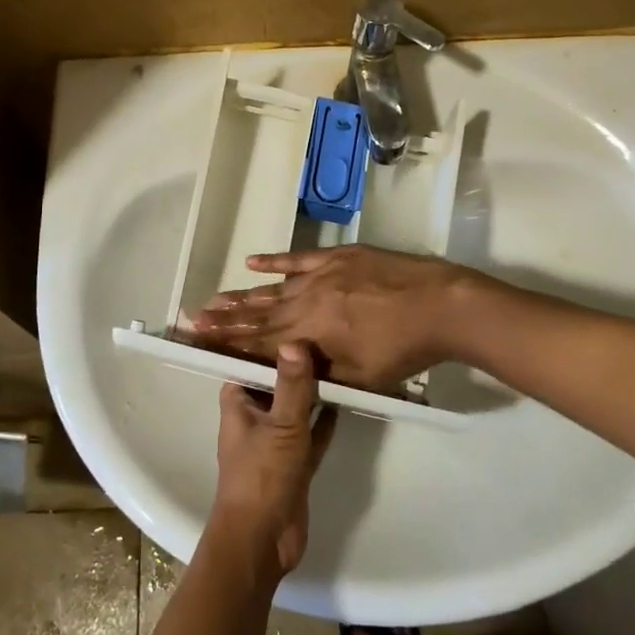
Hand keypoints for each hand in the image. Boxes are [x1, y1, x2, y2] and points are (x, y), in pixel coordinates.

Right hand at [191, 245, 478, 389]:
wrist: (440, 304)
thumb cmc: (403, 349)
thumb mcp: (361, 376)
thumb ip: (320, 374)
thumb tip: (288, 370)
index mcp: (311, 333)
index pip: (260, 342)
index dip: (230, 344)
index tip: (201, 342)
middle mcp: (307, 301)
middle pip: (260, 314)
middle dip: (225, 320)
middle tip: (194, 318)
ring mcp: (321, 274)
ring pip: (273, 288)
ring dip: (242, 295)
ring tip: (213, 298)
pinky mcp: (337, 257)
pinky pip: (297, 258)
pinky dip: (273, 261)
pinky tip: (251, 262)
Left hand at [207, 343, 336, 579]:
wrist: (262, 541)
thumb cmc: (262, 476)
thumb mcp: (282, 425)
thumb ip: (292, 385)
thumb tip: (294, 339)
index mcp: (238, 402)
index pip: (251, 362)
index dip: (271, 343)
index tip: (296, 320)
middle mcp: (254, 417)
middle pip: (276, 382)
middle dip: (297, 365)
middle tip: (327, 336)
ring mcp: (275, 441)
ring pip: (295, 407)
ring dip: (313, 392)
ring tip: (340, 363)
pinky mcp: (294, 463)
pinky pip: (311, 433)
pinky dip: (324, 420)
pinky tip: (345, 401)